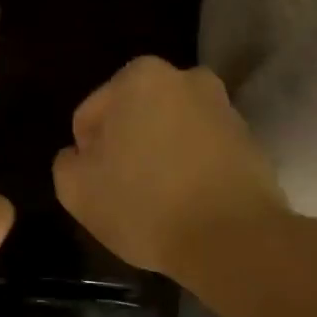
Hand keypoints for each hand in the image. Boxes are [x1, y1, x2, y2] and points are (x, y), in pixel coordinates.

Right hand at [53, 57, 289, 279]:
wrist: (233, 238)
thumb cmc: (144, 205)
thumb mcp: (77, 190)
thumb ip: (67, 163)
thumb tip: (80, 155)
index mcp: (139, 78)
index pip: (91, 115)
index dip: (86, 153)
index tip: (95, 185)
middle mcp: (186, 79)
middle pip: (134, 118)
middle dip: (126, 146)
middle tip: (122, 191)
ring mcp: (223, 108)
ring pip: (171, 132)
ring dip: (160, 156)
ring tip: (157, 201)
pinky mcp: (250, 140)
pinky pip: (202, 152)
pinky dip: (191, 169)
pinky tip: (187, 204)